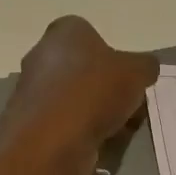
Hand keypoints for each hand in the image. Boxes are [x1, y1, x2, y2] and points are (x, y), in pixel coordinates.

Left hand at [0, 17, 159, 174]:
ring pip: (74, 97)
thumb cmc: (95, 92)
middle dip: (106, 87)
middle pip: (83, 68)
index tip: (128, 78)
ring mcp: (32, 89)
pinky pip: (64, 122)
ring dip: (95, 111)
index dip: (114, 57)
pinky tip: (97, 143)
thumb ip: (145, 66)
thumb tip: (146, 68)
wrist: (51, 140)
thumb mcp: (137, 72)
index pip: (92, 35)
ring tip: (118, 128)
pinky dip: (81, 131)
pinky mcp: (30, 122)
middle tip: (128, 105)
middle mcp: (42, 54)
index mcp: (64, 31)